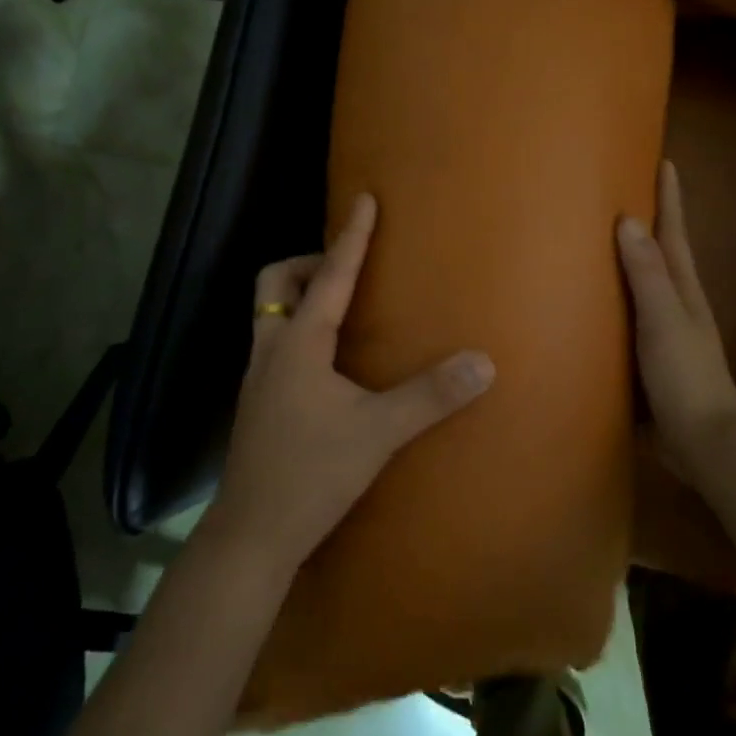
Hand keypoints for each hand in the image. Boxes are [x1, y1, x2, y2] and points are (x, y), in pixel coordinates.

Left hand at [204, 193, 495, 578]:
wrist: (252, 535)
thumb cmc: (311, 474)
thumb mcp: (378, 433)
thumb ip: (430, 396)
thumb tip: (483, 362)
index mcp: (298, 344)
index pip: (331, 276)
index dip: (351, 237)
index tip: (364, 200)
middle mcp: (271, 350)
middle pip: (275, 283)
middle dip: (309, 263)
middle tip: (349, 270)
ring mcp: (259, 378)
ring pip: (270, 314)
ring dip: (302, 296)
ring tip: (344, 308)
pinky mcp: (259, 403)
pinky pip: (275, 343)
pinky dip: (300, 331)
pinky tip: (330, 361)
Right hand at [617, 160, 735, 485]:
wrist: (702, 440)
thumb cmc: (686, 375)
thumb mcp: (665, 320)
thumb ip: (647, 274)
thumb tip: (629, 220)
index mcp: (683, 289)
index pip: (674, 233)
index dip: (670, 199)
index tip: (664, 162)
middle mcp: (676, 303)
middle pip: (661, 252)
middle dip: (648, 221)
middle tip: (621, 191)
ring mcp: (663, 331)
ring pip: (642, 284)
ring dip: (626, 259)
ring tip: (596, 238)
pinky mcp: (646, 357)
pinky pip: (626, 315)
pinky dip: (612, 299)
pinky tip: (587, 303)